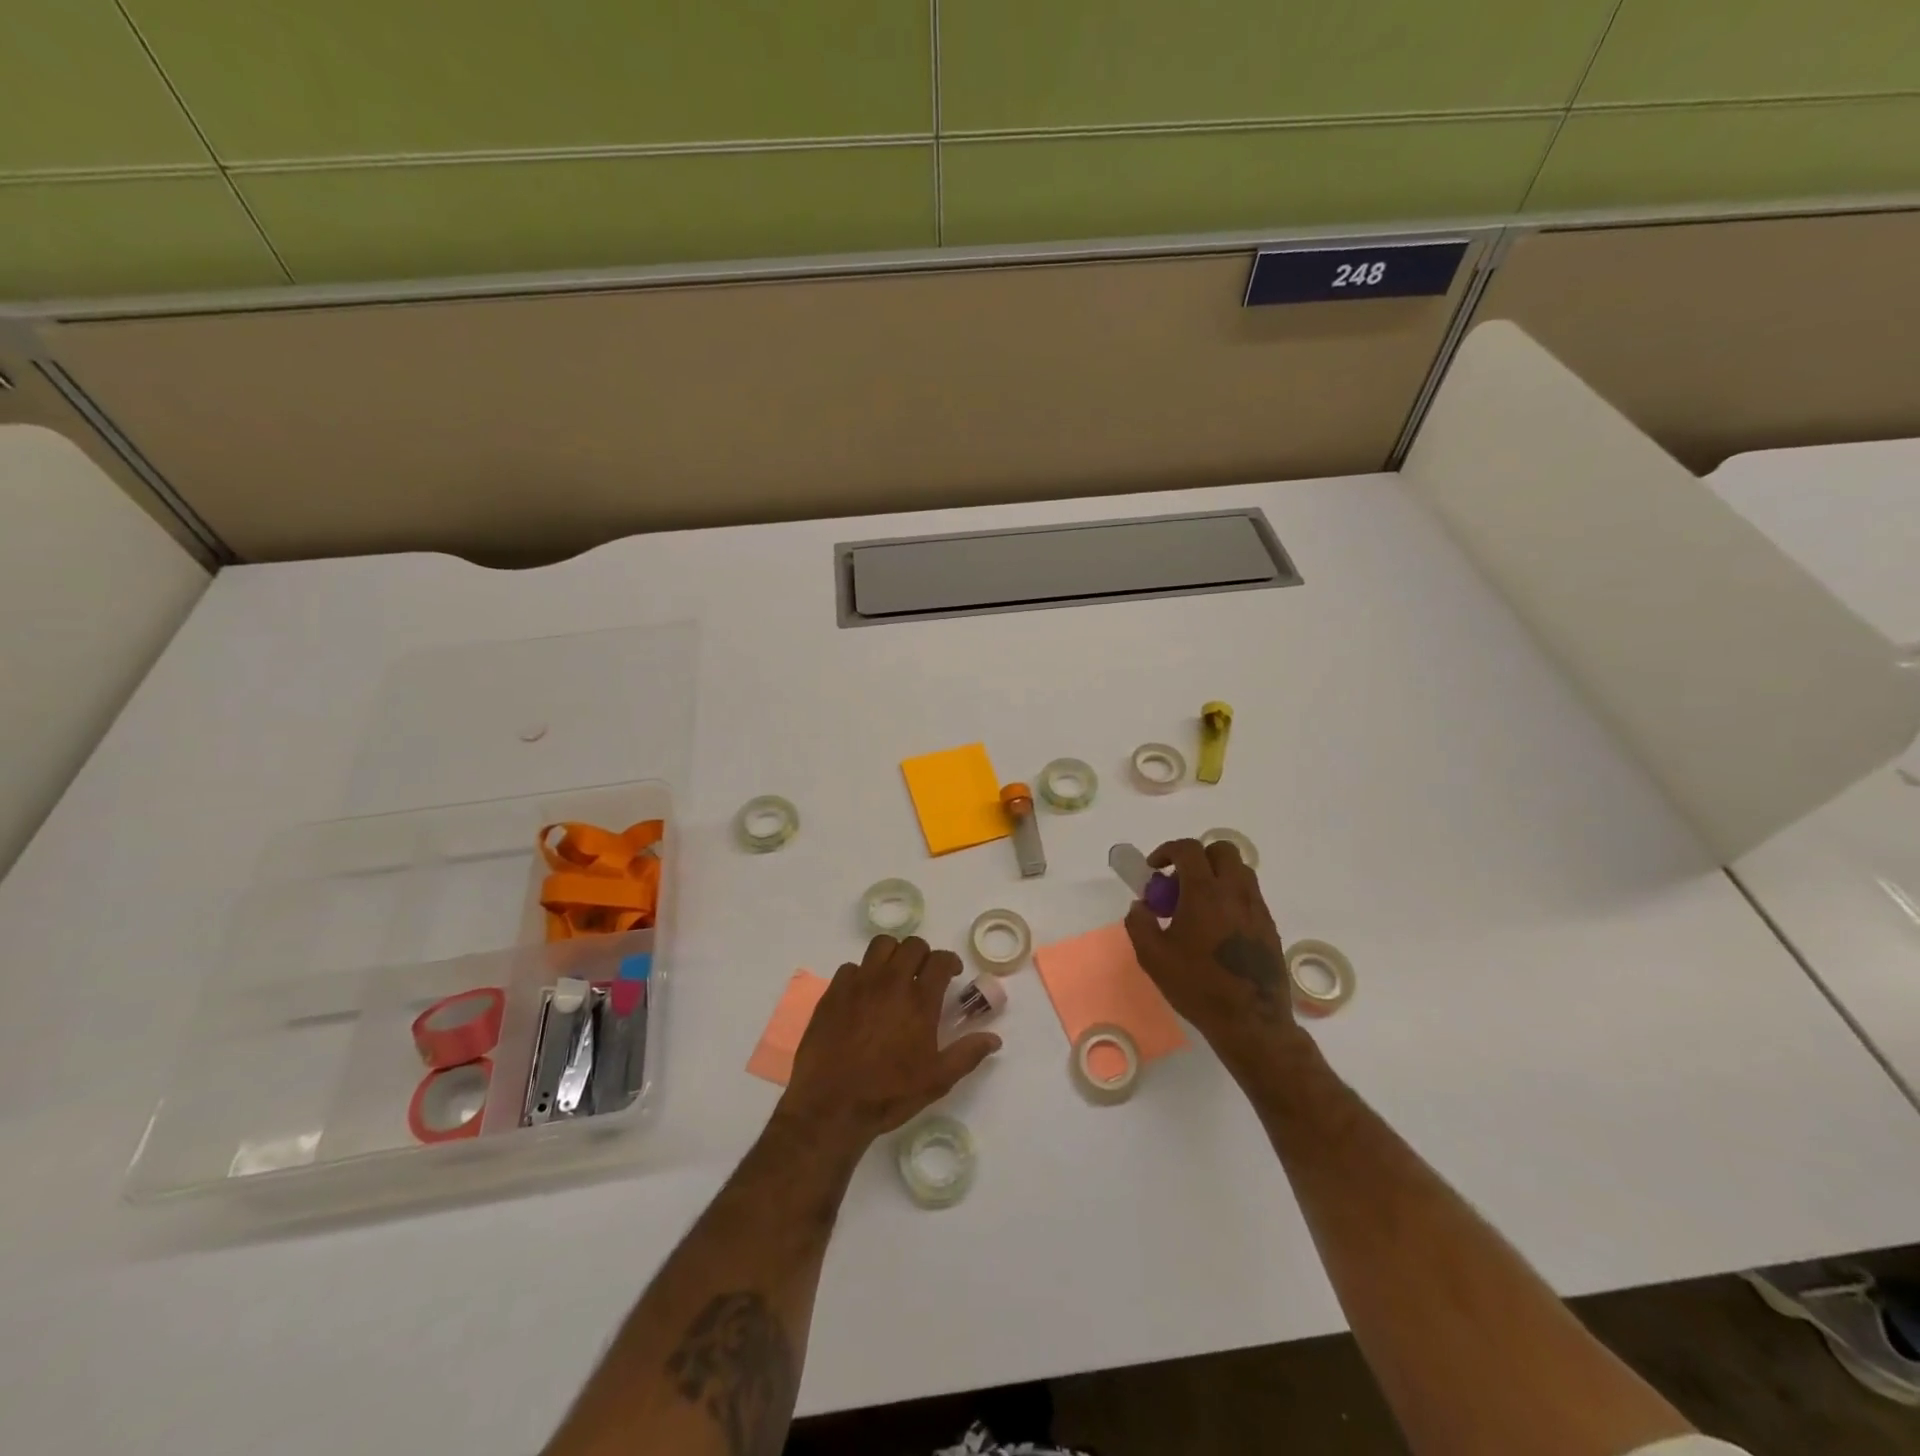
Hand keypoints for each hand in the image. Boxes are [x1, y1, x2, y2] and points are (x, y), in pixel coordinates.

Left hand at [779, 935, 1000, 1149]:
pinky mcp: (833, 992)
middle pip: (912, 945)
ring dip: (892, 954)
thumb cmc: (889, 1093)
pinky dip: (862, 974)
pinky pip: (851, 967)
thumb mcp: (937, 1080)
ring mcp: (859, 984)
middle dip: (923, 954)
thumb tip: (994, 1039)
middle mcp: (891, 982)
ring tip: (894, 975)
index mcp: (919, 1000)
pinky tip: (863, 995)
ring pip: (880, 946)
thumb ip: (967, 1054)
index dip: (950, 961)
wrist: (831, 1106)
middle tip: (924, 974)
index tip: (952, 973)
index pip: (940, 959)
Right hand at [1124, 838, 1298, 1054]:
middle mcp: (1235, 892)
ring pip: (1239, 870)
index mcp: (1205, 893)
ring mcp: (1257, 908)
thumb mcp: (1153, 957)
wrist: (1251, 1021)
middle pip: (1221, 850)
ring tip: (1198, 904)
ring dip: (1216, 875)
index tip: (1154, 868)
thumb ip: (1139, 923)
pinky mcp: (1269, 926)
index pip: (1189, 849)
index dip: (1167, 850)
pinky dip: (1231, 896)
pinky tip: (1217, 927)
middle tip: (1179, 884)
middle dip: (1197, 857)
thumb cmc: (1198, 986)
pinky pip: (1250, 895)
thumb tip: (1140, 906)